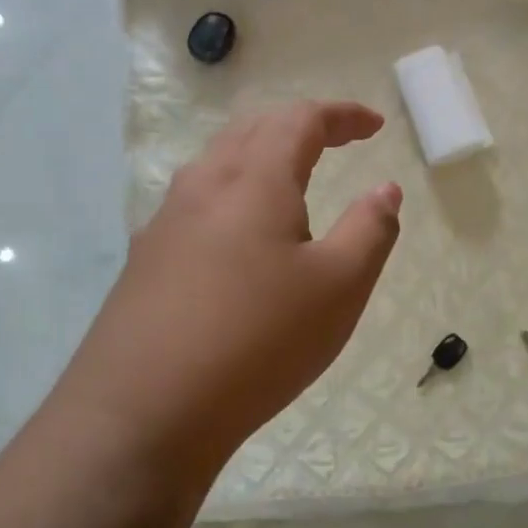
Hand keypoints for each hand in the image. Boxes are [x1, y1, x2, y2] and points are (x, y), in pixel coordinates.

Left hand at [56, 101, 402, 485]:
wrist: (142, 412)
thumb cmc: (258, 341)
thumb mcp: (339, 287)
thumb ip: (370, 229)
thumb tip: (385, 189)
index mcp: (254, 179)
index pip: (300, 120)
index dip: (342, 115)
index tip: (374, 126)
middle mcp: (203, 185)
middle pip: (253, 130)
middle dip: (299, 127)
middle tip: (335, 142)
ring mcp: (165, 222)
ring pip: (218, 164)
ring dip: (260, 157)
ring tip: (290, 182)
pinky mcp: (145, 260)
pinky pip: (196, 203)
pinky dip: (232, 195)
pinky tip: (238, 237)